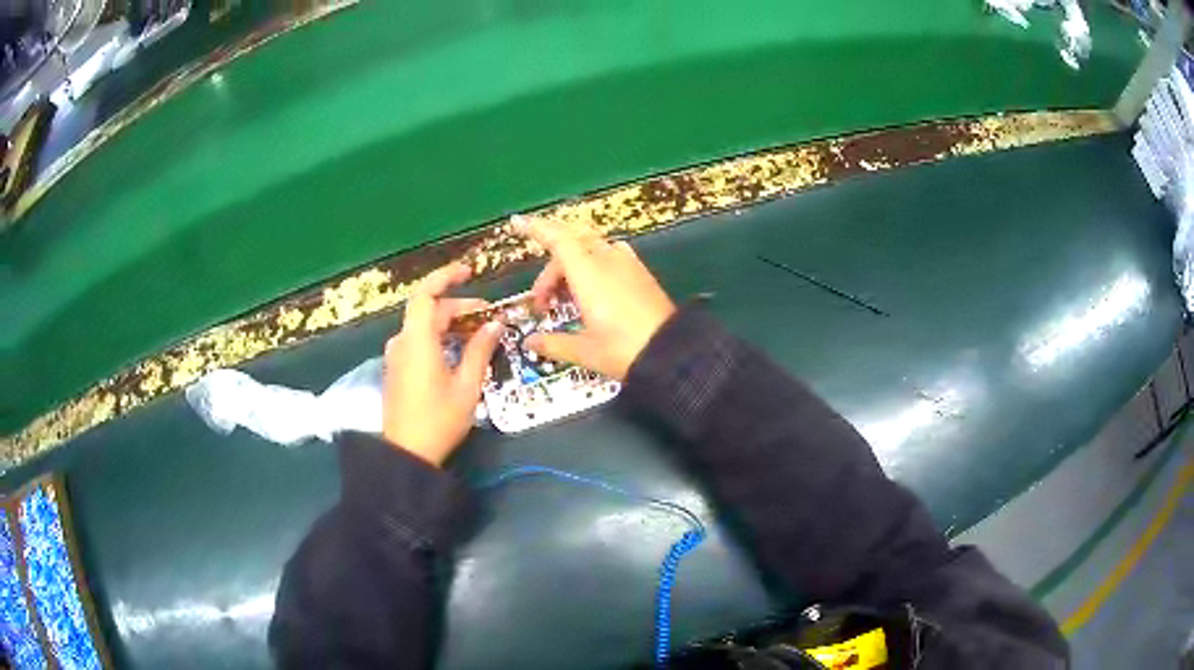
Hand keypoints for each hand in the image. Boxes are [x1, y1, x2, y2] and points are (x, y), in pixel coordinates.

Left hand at [382, 263, 501, 465]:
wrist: (406, 453)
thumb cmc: (439, 419)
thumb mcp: (467, 385)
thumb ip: (480, 350)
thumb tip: (495, 325)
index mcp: (417, 340)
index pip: (426, 293)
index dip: (445, 276)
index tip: (469, 272)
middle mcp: (402, 341)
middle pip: (429, 311)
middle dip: (459, 307)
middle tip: (489, 317)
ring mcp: (397, 356)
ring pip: (424, 327)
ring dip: (450, 324)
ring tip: (479, 335)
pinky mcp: (397, 369)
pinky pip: (418, 341)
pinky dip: (439, 337)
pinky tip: (458, 352)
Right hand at [518, 217, 675, 379]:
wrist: (674, 353)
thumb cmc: (624, 350)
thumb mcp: (584, 351)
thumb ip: (553, 343)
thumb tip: (530, 342)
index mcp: (589, 274)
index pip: (558, 239)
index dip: (536, 228)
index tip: (516, 223)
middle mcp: (608, 260)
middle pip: (570, 246)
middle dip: (551, 269)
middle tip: (543, 301)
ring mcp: (628, 264)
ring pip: (590, 250)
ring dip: (571, 268)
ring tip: (565, 301)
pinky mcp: (641, 273)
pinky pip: (609, 257)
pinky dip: (591, 267)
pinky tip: (591, 296)